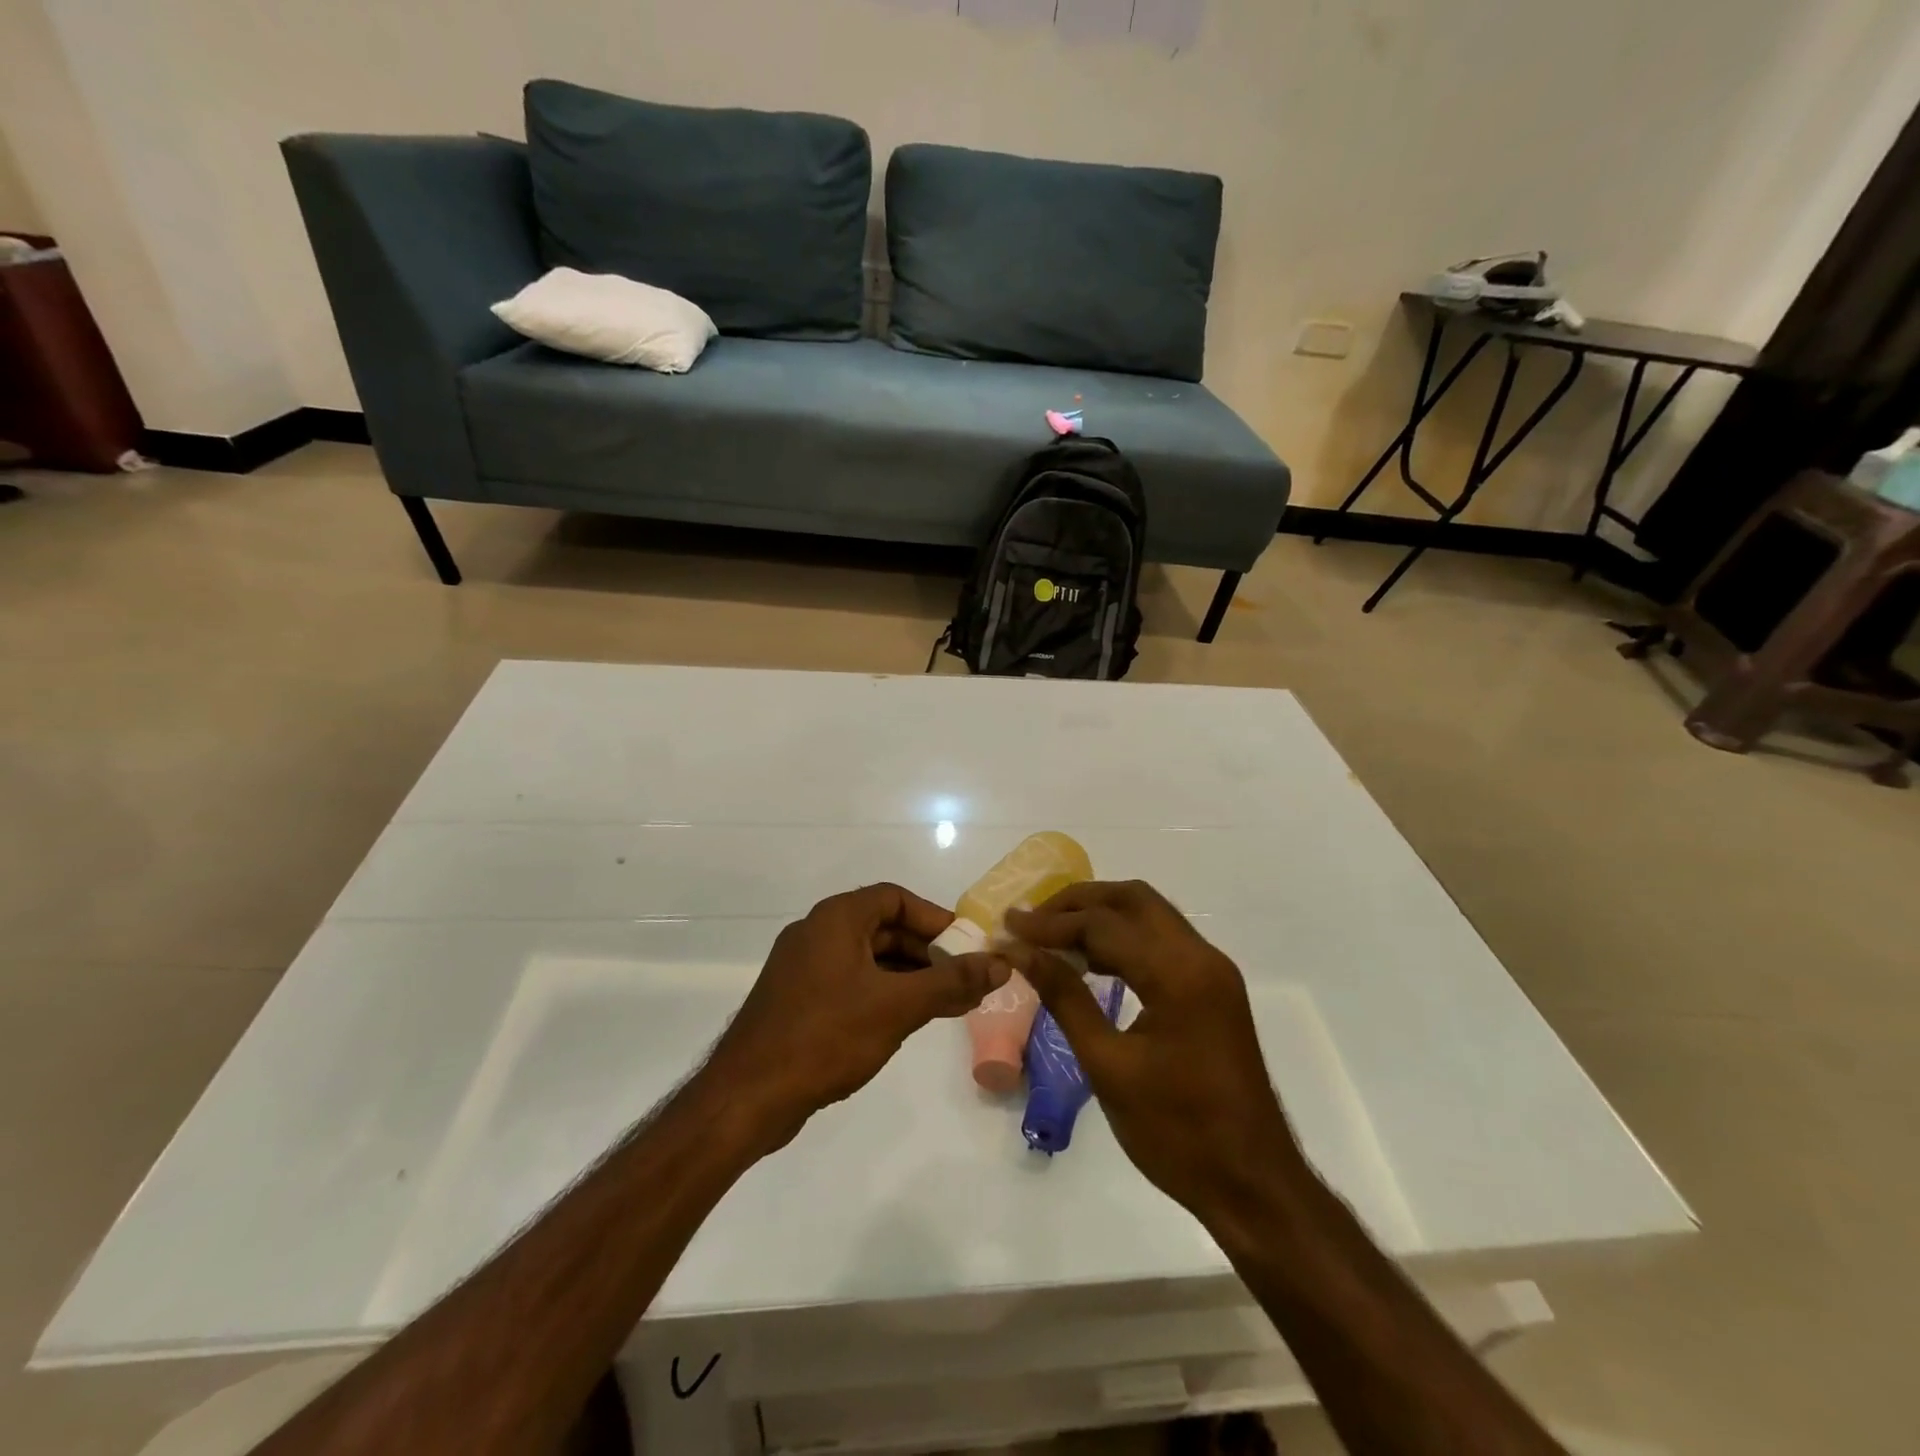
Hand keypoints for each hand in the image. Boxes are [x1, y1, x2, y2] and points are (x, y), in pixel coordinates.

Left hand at [706, 884, 1009, 1150]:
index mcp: (835, 918)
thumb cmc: (825, 1037)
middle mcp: (816, 932)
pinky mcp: (797, 1000)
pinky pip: (850, 982)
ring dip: (907, 976)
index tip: (966, 946)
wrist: (747, 1097)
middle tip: (962, 980)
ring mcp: (803, 967)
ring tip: (944, 1005)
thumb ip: (951, 982)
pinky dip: (881, 993)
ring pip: (867, 959)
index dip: (934, 918)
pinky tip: (903, 1023)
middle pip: (883, 927)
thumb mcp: (897, 1006)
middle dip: (926, 952)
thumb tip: (1000, 963)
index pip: (895, 898)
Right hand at [1003, 882, 1303, 1230]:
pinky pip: (1163, 942)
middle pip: (1134, 899)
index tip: (1008, 926)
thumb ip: (1065, 997)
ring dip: (1102, 917)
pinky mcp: (1214, 990)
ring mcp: (1213, 972)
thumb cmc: (1177, 1132)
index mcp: (1179, 973)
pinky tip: (1092, 962)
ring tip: (1053, 937)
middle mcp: (1202, 957)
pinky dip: (1125, 939)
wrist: (1253, 1186)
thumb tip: (1021, 953)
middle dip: (1079, 902)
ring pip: (1150, 916)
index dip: (1050, 924)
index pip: (1104, 924)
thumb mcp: (1108, 1065)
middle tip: (1033, 921)